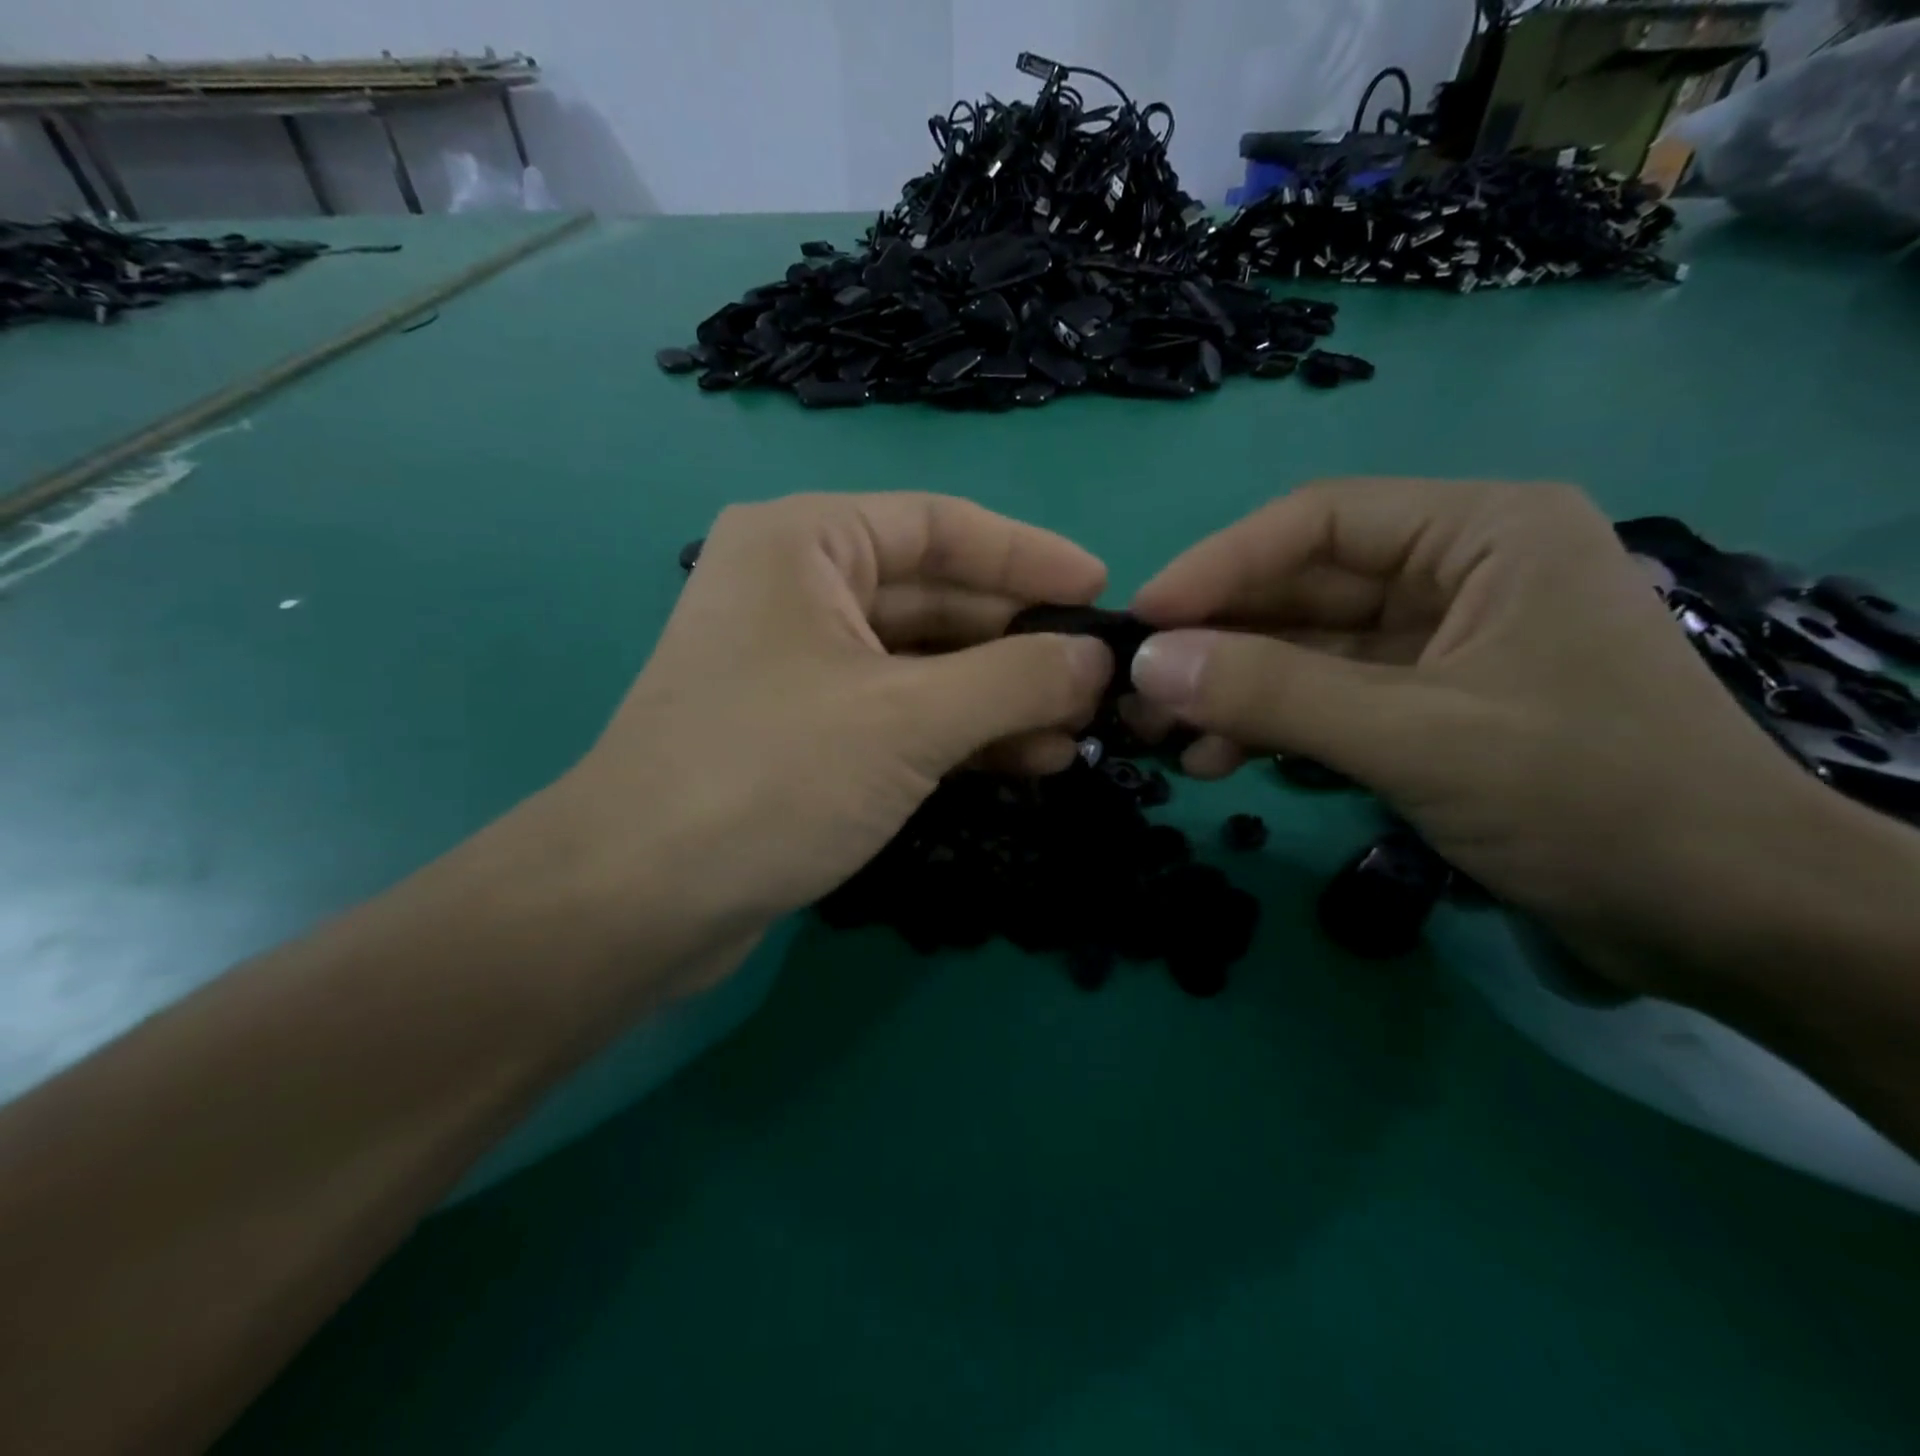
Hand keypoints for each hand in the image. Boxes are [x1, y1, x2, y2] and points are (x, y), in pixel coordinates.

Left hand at [530, 492, 1112, 993]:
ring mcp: (802, 666)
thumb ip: (1014, 679)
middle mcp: (800, 589)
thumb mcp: (908, 718)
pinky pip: (902, 713)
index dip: (1028, 555)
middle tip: (1099, 680)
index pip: (941, 526)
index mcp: (807, 543)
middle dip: (1020, 642)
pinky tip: (1027, 760)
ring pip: (925, 664)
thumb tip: (1097, 659)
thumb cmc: (769, 776)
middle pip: (938, 598)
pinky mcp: (807, 733)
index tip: (1101, 589)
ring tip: (1077, 732)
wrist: (637, 901)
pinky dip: (962, 734)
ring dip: (1001, 698)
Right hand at [1125, 477, 1848, 995]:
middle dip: (1216, 644)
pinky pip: (1325, 701)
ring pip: (1305, 652)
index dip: (1217, 567)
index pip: (1316, 524)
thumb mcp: (1415, 737)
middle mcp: (1457, 573)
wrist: (1726, 923)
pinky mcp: (1426, 708)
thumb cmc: (1591, 800)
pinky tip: (1219, 763)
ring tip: (1164, 740)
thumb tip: (1145, 663)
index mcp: (1481, 534)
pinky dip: (1270, 730)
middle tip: (1135, 692)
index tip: (1140, 620)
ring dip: (1233, 693)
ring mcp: (1439, 645)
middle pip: (1302, 590)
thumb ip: (1273, 693)